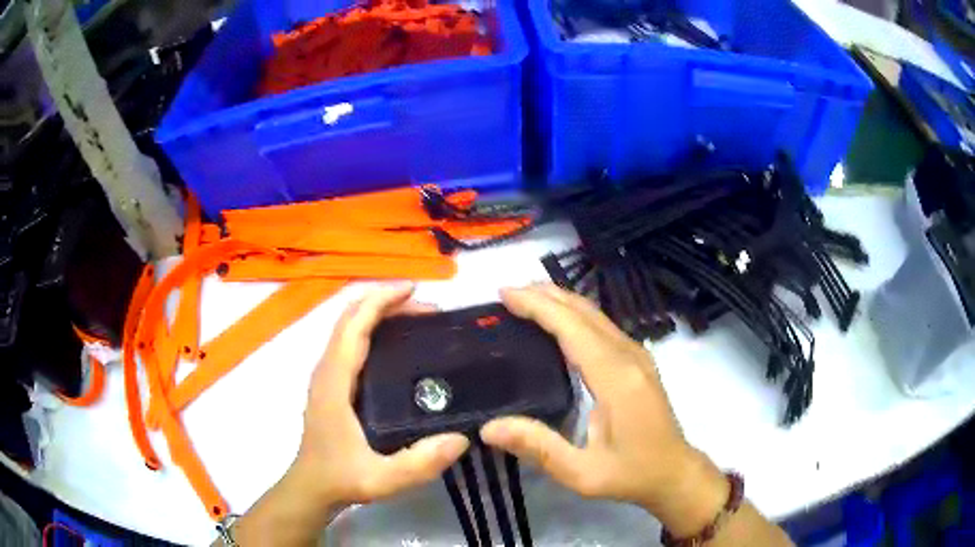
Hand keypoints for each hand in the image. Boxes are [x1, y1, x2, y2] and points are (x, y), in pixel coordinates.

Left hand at [286, 284, 469, 513]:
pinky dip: (372, 329)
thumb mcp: (383, 479)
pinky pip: (350, 342)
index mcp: (334, 381)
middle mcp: (327, 369)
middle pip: (351, 318)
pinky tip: (398, 346)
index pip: (354, 325)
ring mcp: (326, 375)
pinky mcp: (331, 383)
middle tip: (429, 311)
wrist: (311, 487)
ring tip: (419, 321)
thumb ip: (420, 463)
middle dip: (387, 303)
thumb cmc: (342, 479)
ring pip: (349, 327)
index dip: (382, 301)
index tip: (415, 291)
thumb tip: (462, 438)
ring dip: (380, 314)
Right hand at [480, 284, 729, 535]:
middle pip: (585, 312)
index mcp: (616, 378)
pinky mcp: (639, 361)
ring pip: (596, 315)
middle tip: (508, 292)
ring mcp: (637, 356)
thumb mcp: (582, 473)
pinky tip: (559, 322)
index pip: (573, 327)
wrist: (674, 472)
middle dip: (545, 296)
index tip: (505, 293)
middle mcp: (629, 356)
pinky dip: (575, 315)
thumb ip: (538, 449)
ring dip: (560, 301)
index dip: (538, 306)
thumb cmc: (630, 474)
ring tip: (526, 299)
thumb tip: (488, 428)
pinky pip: (603, 326)